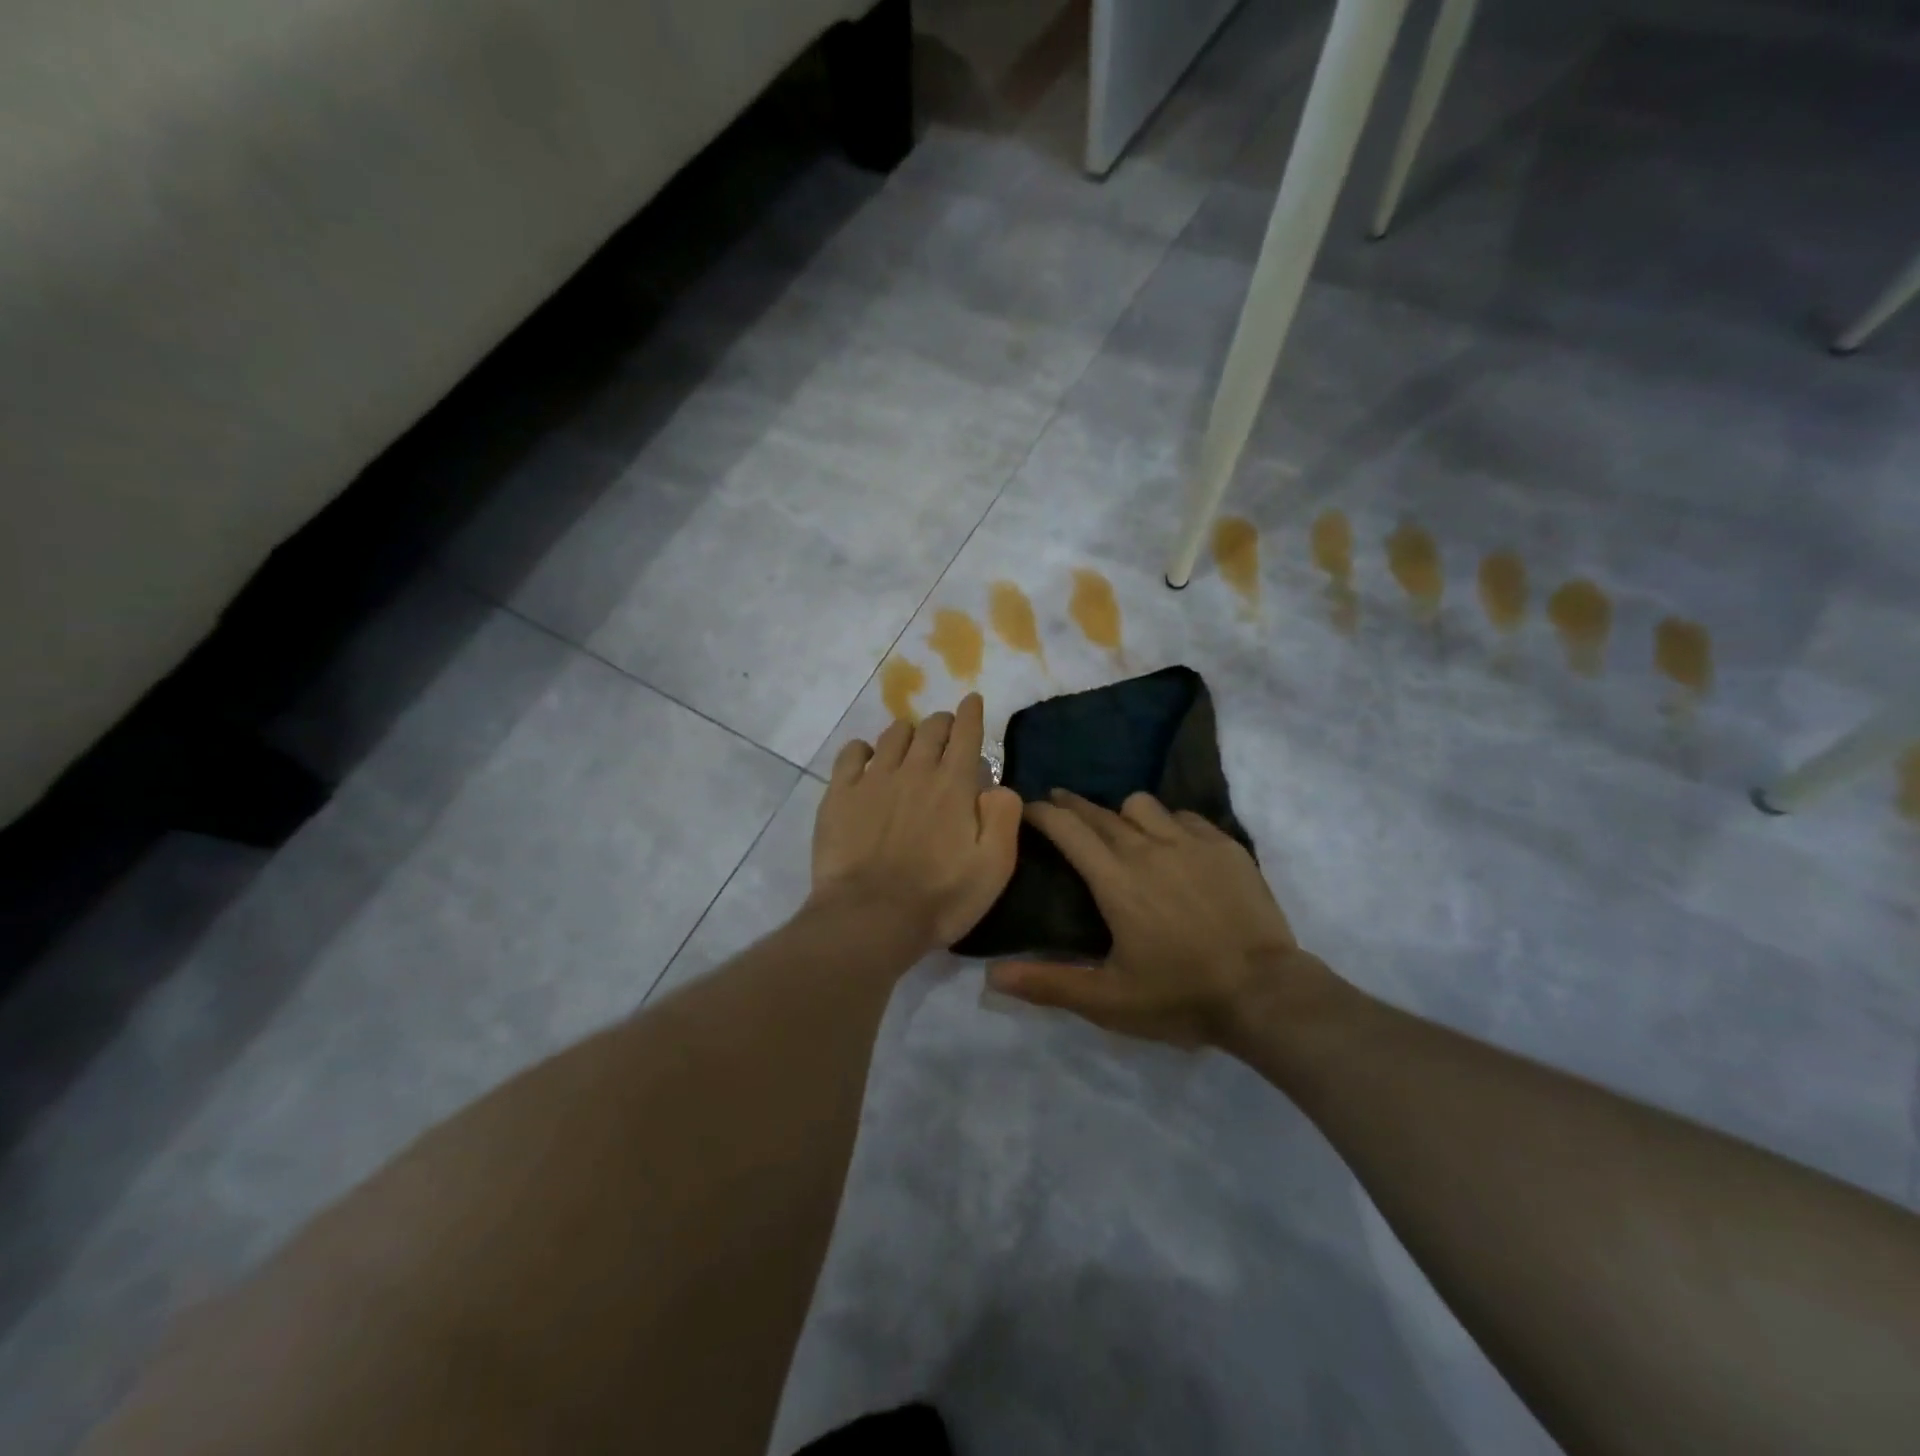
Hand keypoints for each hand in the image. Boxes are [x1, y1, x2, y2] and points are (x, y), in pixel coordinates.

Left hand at [810, 693, 1022, 952]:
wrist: (870, 918)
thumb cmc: (940, 897)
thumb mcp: (994, 866)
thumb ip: (1004, 817)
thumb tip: (998, 785)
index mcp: (953, 784)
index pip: (966, 733)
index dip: (971, 713)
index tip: (972, 700)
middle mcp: (914, 770)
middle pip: (931, 728)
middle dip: (943, 723)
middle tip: (946, 730)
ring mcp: (873, 779)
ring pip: (893, 734)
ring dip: (907, 733)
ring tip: (910, 744)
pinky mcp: (840, 794)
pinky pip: (851, 752)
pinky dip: (864, 749)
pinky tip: (867, 759)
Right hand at [988, 790, 1334, 1048]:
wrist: (1265, 994)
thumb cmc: (1181, 996)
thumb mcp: (1108, 1000)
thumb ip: (1048, 984)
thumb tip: (991, 976)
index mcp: (1115, 880)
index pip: (1068, 829)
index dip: (1043, 813)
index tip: (1029, 808)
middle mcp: (1148, 848)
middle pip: (1100, 812)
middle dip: (1073, 805)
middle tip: (1059, 807)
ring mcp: (1191, 842)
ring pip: (1143, 805)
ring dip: (1123, 814)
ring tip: (1121, 832)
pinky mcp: (1225, 846)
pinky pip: (1186, 817)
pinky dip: (1169, 824)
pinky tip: (1173, 845)